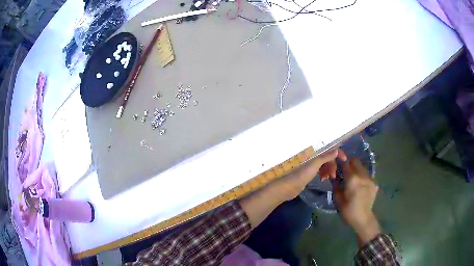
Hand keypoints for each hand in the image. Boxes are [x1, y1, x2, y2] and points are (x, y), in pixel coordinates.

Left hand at [272, 149, 346, 201]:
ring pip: (324, 165)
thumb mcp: (315, 165)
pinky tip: (323, 179)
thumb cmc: (302, 175)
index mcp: (314, 153)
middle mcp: (313, 157)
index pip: (329, 149)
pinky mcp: (309, 173)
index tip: (345, 160)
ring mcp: (311, 165)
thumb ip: (326, 157)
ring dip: (328, 170)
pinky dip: (323, 174)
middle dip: (332, 165)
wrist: (288, 187)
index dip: (338, 153)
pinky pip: (320, 171)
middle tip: (333, 176)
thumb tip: (337, 149)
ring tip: (327, 179)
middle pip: (328, 158)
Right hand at [334, 159, 380, 245]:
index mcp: (352, 179)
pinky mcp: (374, 183)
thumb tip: (333, 176)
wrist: (363, 218)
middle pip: (355, 161)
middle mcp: (362, 176)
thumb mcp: (338, 199)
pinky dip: (362, 176)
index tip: (337, 163)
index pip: (346, 164)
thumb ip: (336, 185)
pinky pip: (367, 174)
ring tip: (352, 177)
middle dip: (349, 163)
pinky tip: (360, 184)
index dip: (340, 162)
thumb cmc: (348, 210)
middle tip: (344, 170)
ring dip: (356, 169)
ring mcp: (370, 179)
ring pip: (362, 167)